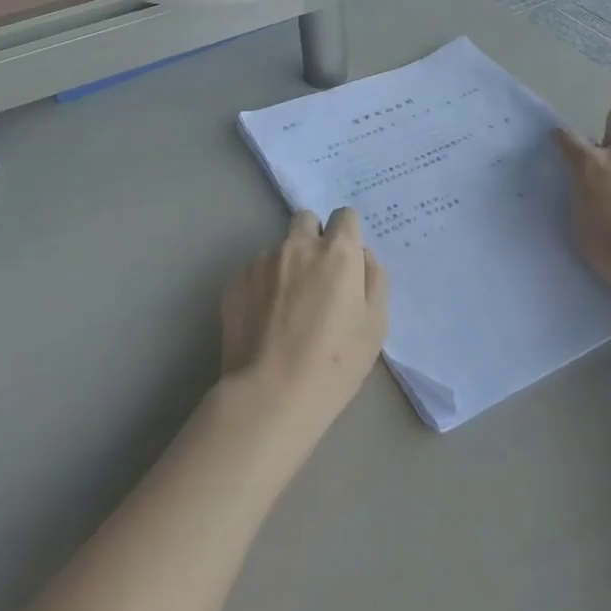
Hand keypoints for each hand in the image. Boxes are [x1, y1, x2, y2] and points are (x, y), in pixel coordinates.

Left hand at [220, 208, 388, 455]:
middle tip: (316, 276)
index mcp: (337, 252)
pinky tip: (264, 321)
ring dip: (286, 265)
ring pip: (279, 249)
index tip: (346, 261)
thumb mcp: (375, 325)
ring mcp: (262, 261)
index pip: (345, 215)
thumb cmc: (335, 363)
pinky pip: (254, 272)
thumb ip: (374, 279)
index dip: (347, 235)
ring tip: (286, 309)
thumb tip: (362, 255)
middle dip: (313, 238)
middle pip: (306, 220)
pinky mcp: (235, 281)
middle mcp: (298, 245)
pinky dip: (261, 286)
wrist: (271, 395)